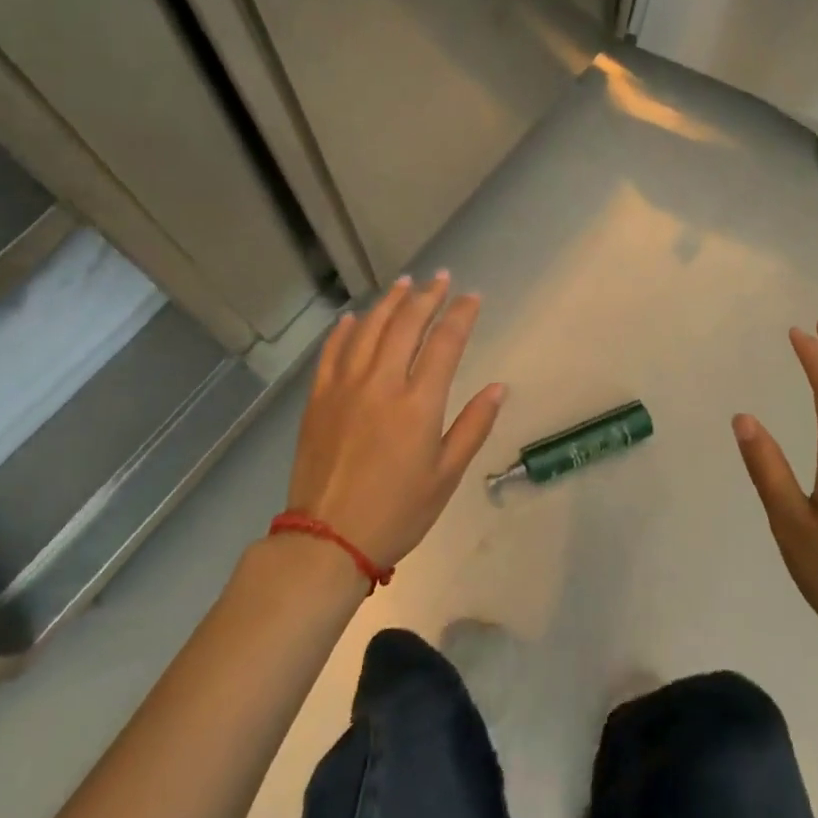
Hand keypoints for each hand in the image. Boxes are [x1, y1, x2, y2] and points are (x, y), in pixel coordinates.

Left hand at [283, 272, 505, 569]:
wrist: (327, 539)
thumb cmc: (398, 512)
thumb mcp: (446, 475)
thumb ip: (473, 426)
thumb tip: (499, 387)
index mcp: (418, 403)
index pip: (445, 342)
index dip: (461, 314)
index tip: (472, 296)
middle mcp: (381, 384)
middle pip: (406, 324)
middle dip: (427, 296)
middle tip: (441, 278)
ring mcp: (345, 387)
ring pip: (369, 329)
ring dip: (389, 302)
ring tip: (405, 283)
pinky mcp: (319, 399)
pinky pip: (332, 352)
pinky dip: (345, 329)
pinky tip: (354, 317)